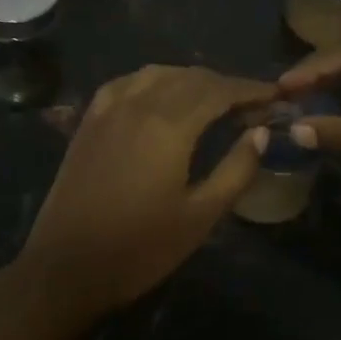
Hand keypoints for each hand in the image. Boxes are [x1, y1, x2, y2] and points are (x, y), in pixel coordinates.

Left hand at [10, 65, 274, 329]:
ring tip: (212, 100)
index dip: (250, 89)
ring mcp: (109, 107)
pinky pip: (128, 82)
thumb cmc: (140, 248)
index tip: (274, 95)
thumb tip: (260, 133)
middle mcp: (138, 103)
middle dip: (224, 85)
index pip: (218, 90)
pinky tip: (162, 96)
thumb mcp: (200, 216)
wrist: (66, 266)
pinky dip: (155, 81)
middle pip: (190, 77)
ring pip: (158, 73)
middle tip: (250, 104)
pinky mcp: (89, 119)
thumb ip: (236, 170)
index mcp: (169, 125)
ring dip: (191, 80)